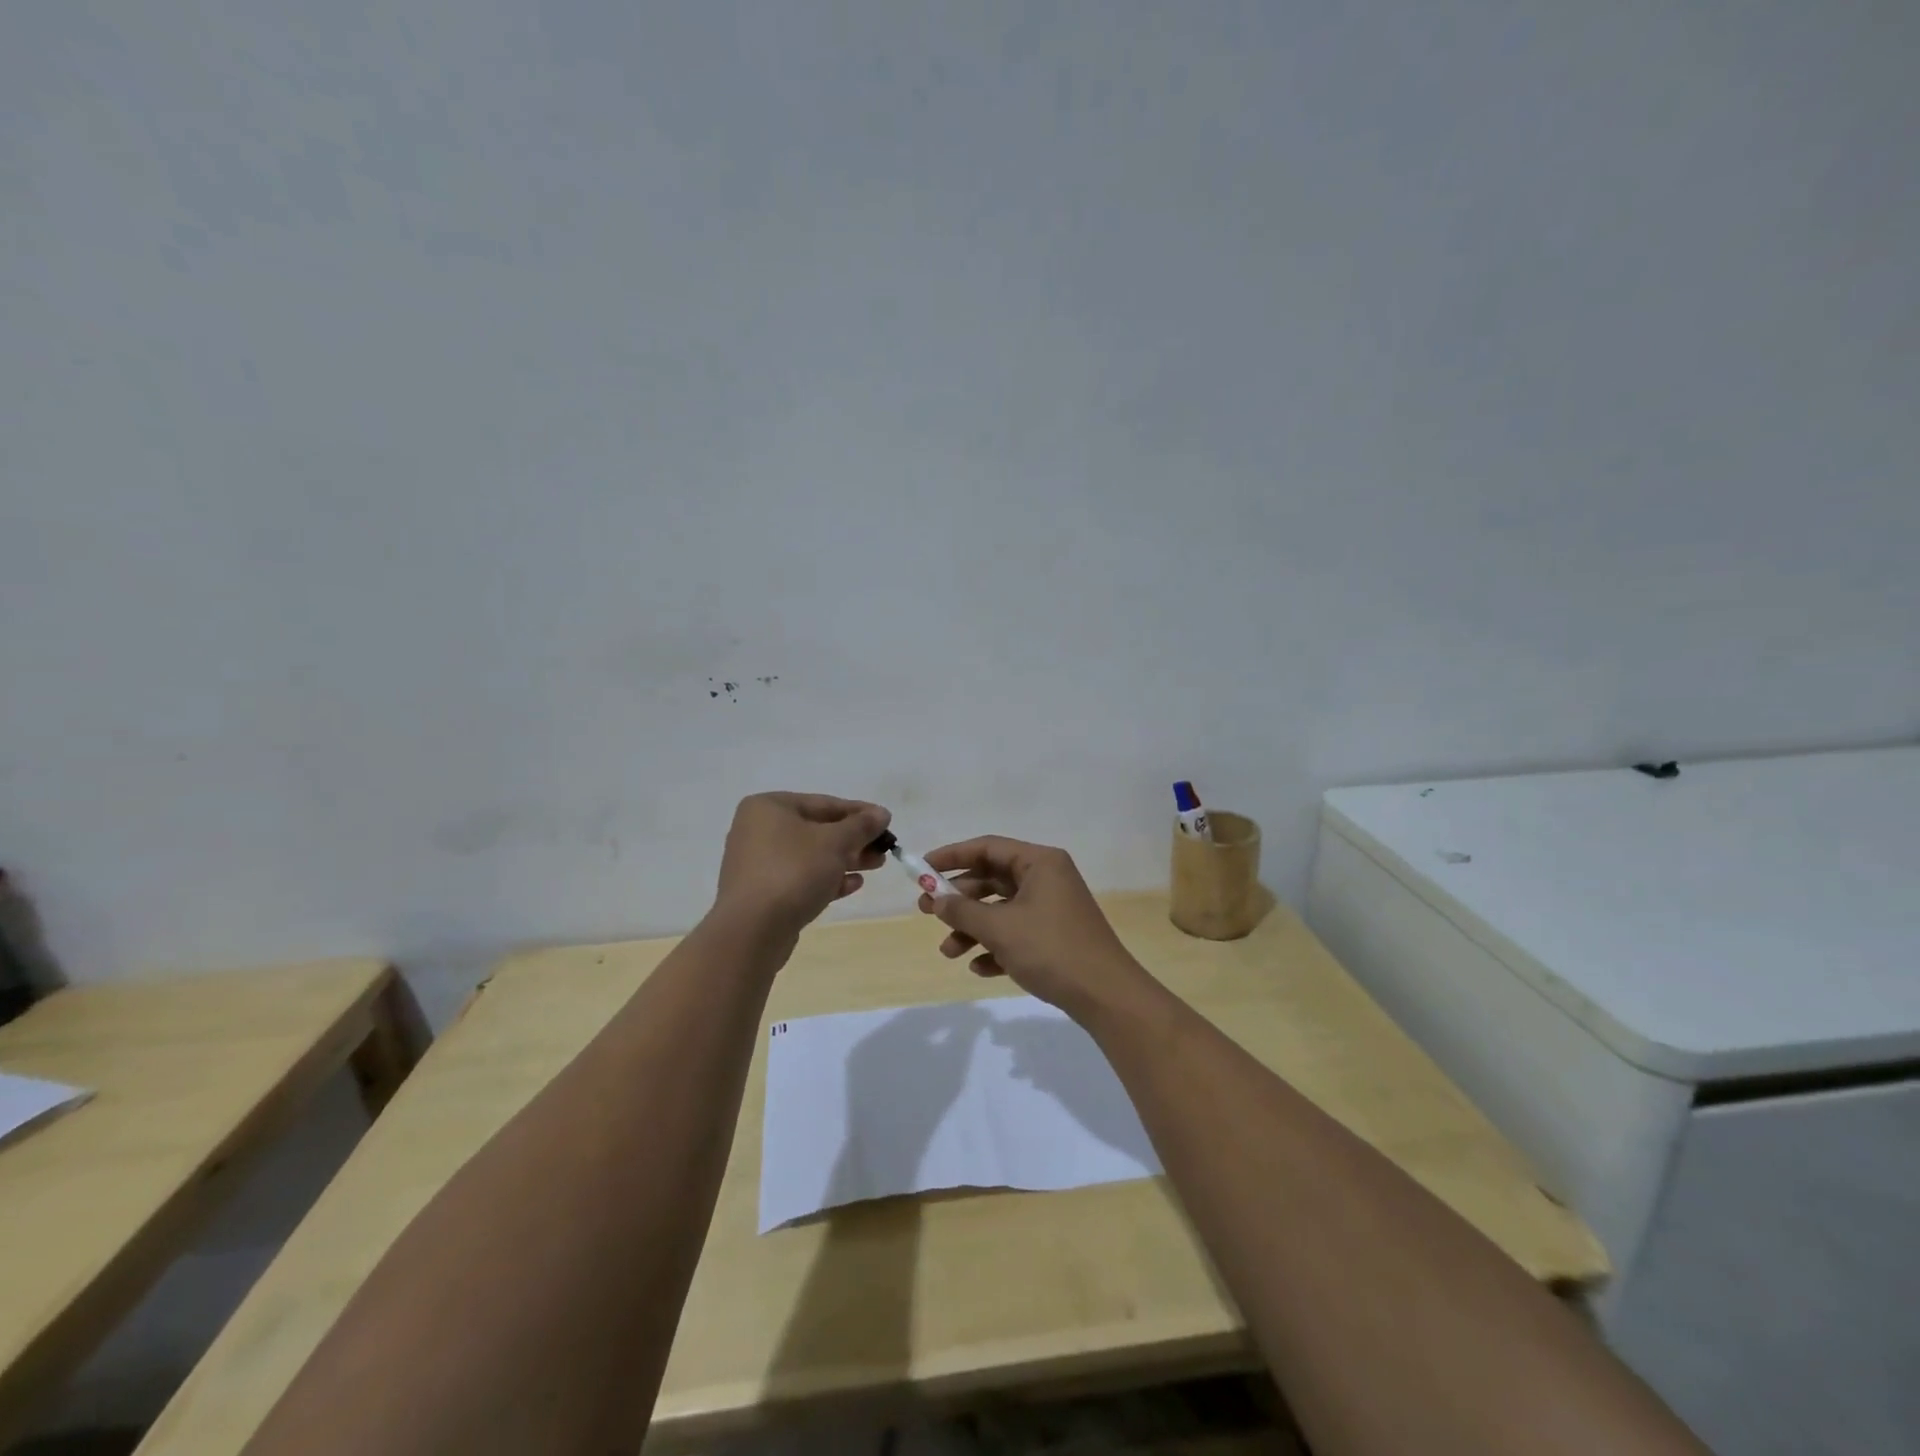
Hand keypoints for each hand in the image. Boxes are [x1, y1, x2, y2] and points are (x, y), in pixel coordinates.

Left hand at [715, 793, 890, 933]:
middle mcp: (758, 830)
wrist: (753, 930)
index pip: (824, 803)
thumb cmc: (794, 871)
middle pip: (817, 830)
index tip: (887, 821)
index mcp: (769, 807)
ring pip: (811, 856)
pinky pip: (800, 878)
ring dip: (845, 859)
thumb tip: (882, 813)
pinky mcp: (762, 893)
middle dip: (854, 839)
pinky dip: (826, 878)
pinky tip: (853, 884)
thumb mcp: (835, 842)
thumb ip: (861, 826)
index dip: (859, 812)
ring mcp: (758, 863)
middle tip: (884, 848)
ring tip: (876, 865)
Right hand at [917, 836, 1150, 1023]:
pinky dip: (996, 947)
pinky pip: (1017, 933)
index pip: (988, 847)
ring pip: (1002, 910)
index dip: (952, 856)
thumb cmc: (1051, 949)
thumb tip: (935, 899)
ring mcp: (1053, 908)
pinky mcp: (1056, 937)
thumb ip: (962, 910)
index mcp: (1039, 863)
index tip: (922, 868)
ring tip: (948, 951)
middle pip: (993, 879)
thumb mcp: (1000, 928)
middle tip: (926, 911)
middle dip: (959, 898)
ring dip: (973, 928)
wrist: (1105, 995)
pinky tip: (979, 968)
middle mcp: (1047, 878)